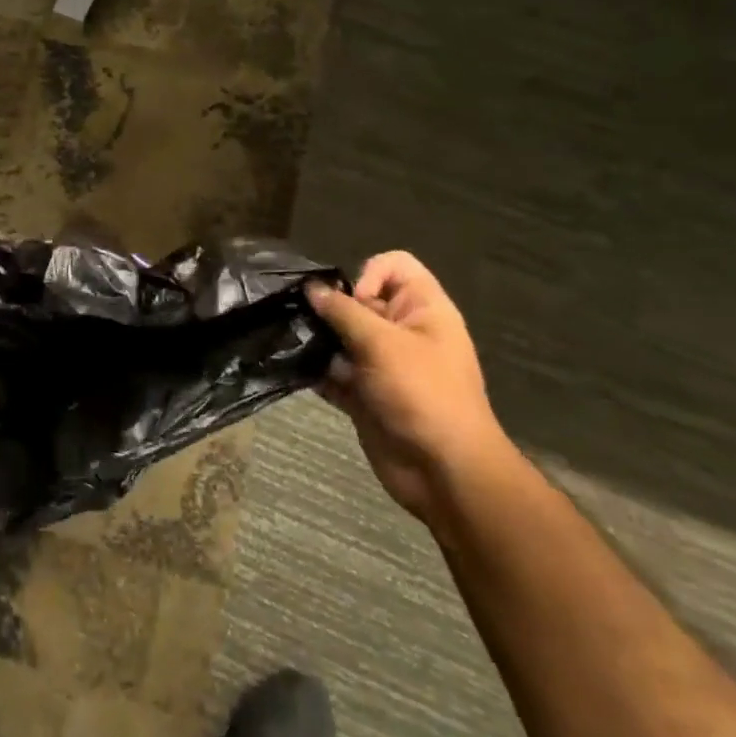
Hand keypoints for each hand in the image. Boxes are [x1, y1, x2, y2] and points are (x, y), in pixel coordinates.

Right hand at [305, 252, 518, 528]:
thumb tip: (311, 288)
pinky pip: (333, 371)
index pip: (394, 266)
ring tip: (294, 343)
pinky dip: (315, 369)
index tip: (351, 302)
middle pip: (360, 301)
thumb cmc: (422, 395)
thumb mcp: (383, 344)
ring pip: (342, 337)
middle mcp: (402, 332)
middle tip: (306, 321)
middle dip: (330, 308)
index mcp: (423, 311)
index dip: (367, 273)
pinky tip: (294, 369)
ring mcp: (382, 364)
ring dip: (318, 339)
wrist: (442, 471)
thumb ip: (343, 312)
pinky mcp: (364, 393)